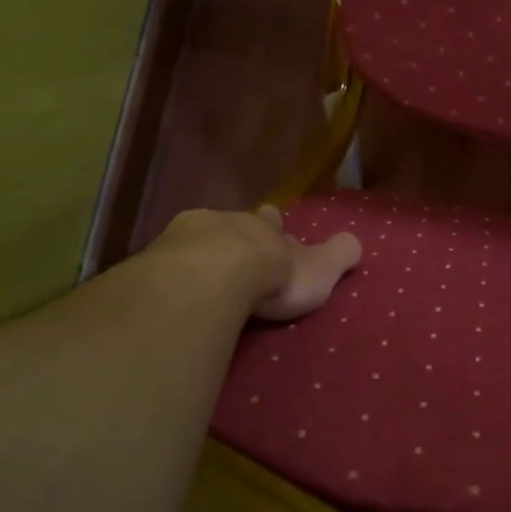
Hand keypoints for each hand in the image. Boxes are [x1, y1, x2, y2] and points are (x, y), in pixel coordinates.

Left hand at [150, 206, 361, 321]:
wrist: (212, 278)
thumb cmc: (271, 274)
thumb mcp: (319, 268)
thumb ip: (338, 255)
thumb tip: (356, 242)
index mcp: (262, 227)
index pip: (269, 220)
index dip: (270, 227)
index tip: (270, 229)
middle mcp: (224, 224)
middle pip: (229, 225)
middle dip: (232, 238)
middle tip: (232, 258)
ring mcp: (184, 239)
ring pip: (194, 241)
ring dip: (198, 255)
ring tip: (198, 277)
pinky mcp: (154, 262)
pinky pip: (164, 265)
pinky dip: (170, 275)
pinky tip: (170, 291)